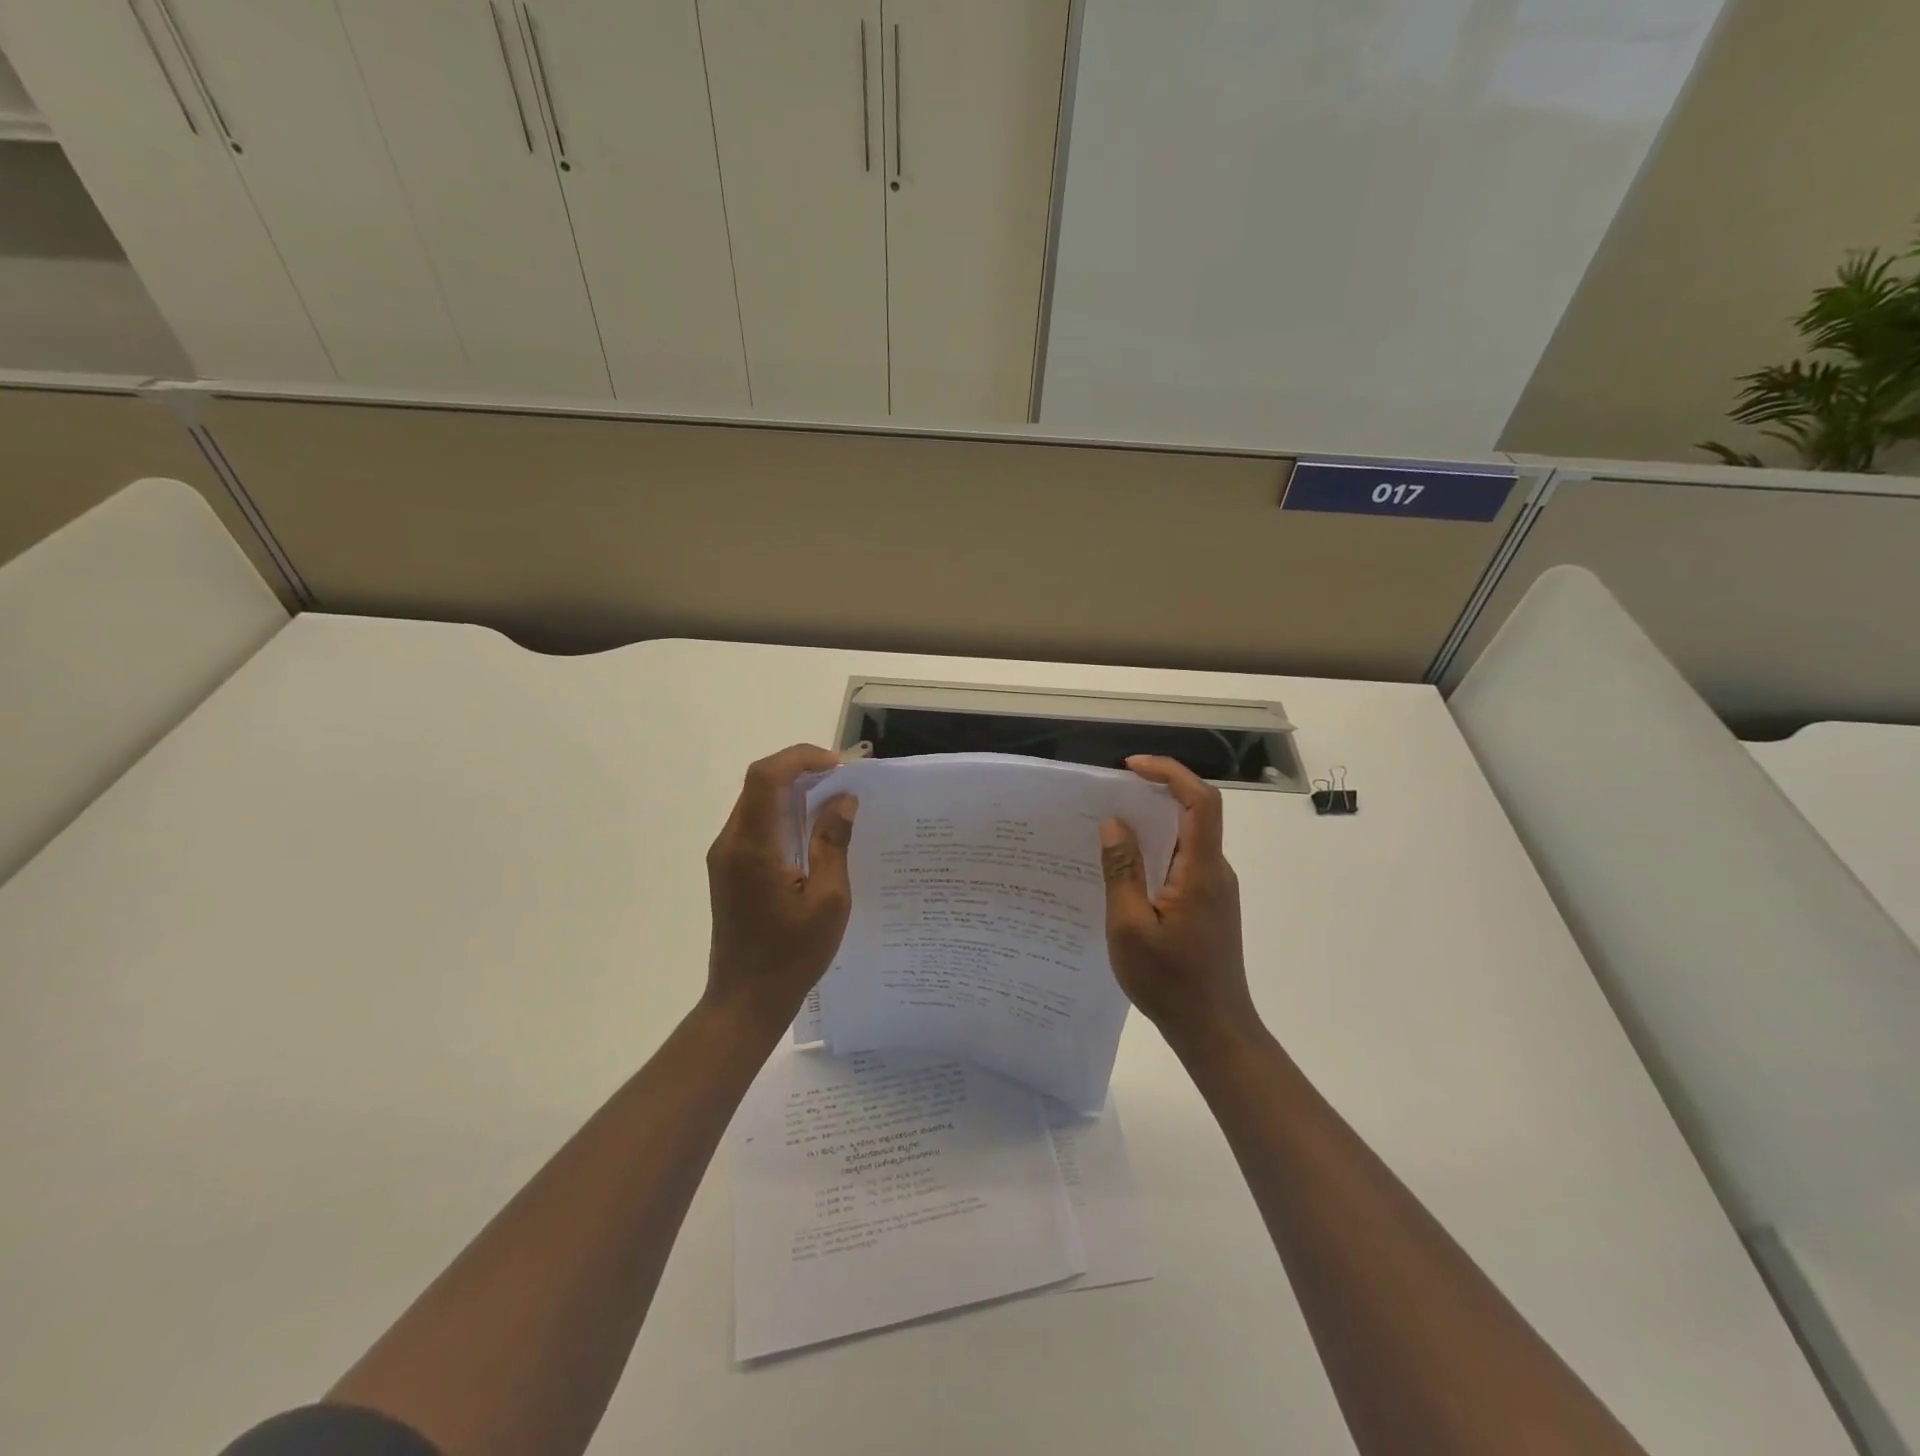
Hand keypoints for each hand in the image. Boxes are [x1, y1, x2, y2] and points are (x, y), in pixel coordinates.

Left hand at [704, 745, 857, 1032]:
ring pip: (757, 801)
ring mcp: (726, 856)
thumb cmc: (791, 956)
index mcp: (752, 847)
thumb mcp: (828, 900)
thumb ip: (833, 844)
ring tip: (835, 800)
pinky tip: (814, 830)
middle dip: (802, 770)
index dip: (801, 758)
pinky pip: (756, 824)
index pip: (767, 777)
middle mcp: (730, 843)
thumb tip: (843, 800)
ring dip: (794, 791)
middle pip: (760, 783)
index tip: (840, 767)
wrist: (746, 1000)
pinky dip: (784, 813)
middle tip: (844, 781)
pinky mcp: (730, 869)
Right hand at [1100, 755, 1257, 1054]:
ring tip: (1108, 831)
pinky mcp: (1209, 906)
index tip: (1131, 766)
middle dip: (1153, 794)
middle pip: (1194, 814)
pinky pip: (1183, 863)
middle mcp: (1215, 872)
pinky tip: (1125, 871)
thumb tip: (1114, 823)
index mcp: (1201, 871)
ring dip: (1152, 826)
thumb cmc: (1170, 982)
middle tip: (1108, 797)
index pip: (1201, 801)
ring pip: (1186, 840)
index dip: (1170, 772)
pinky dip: (1156, 853)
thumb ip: (1122, 871)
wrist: (1214, 1030)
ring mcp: (1215, 890)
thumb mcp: (1130, 927)